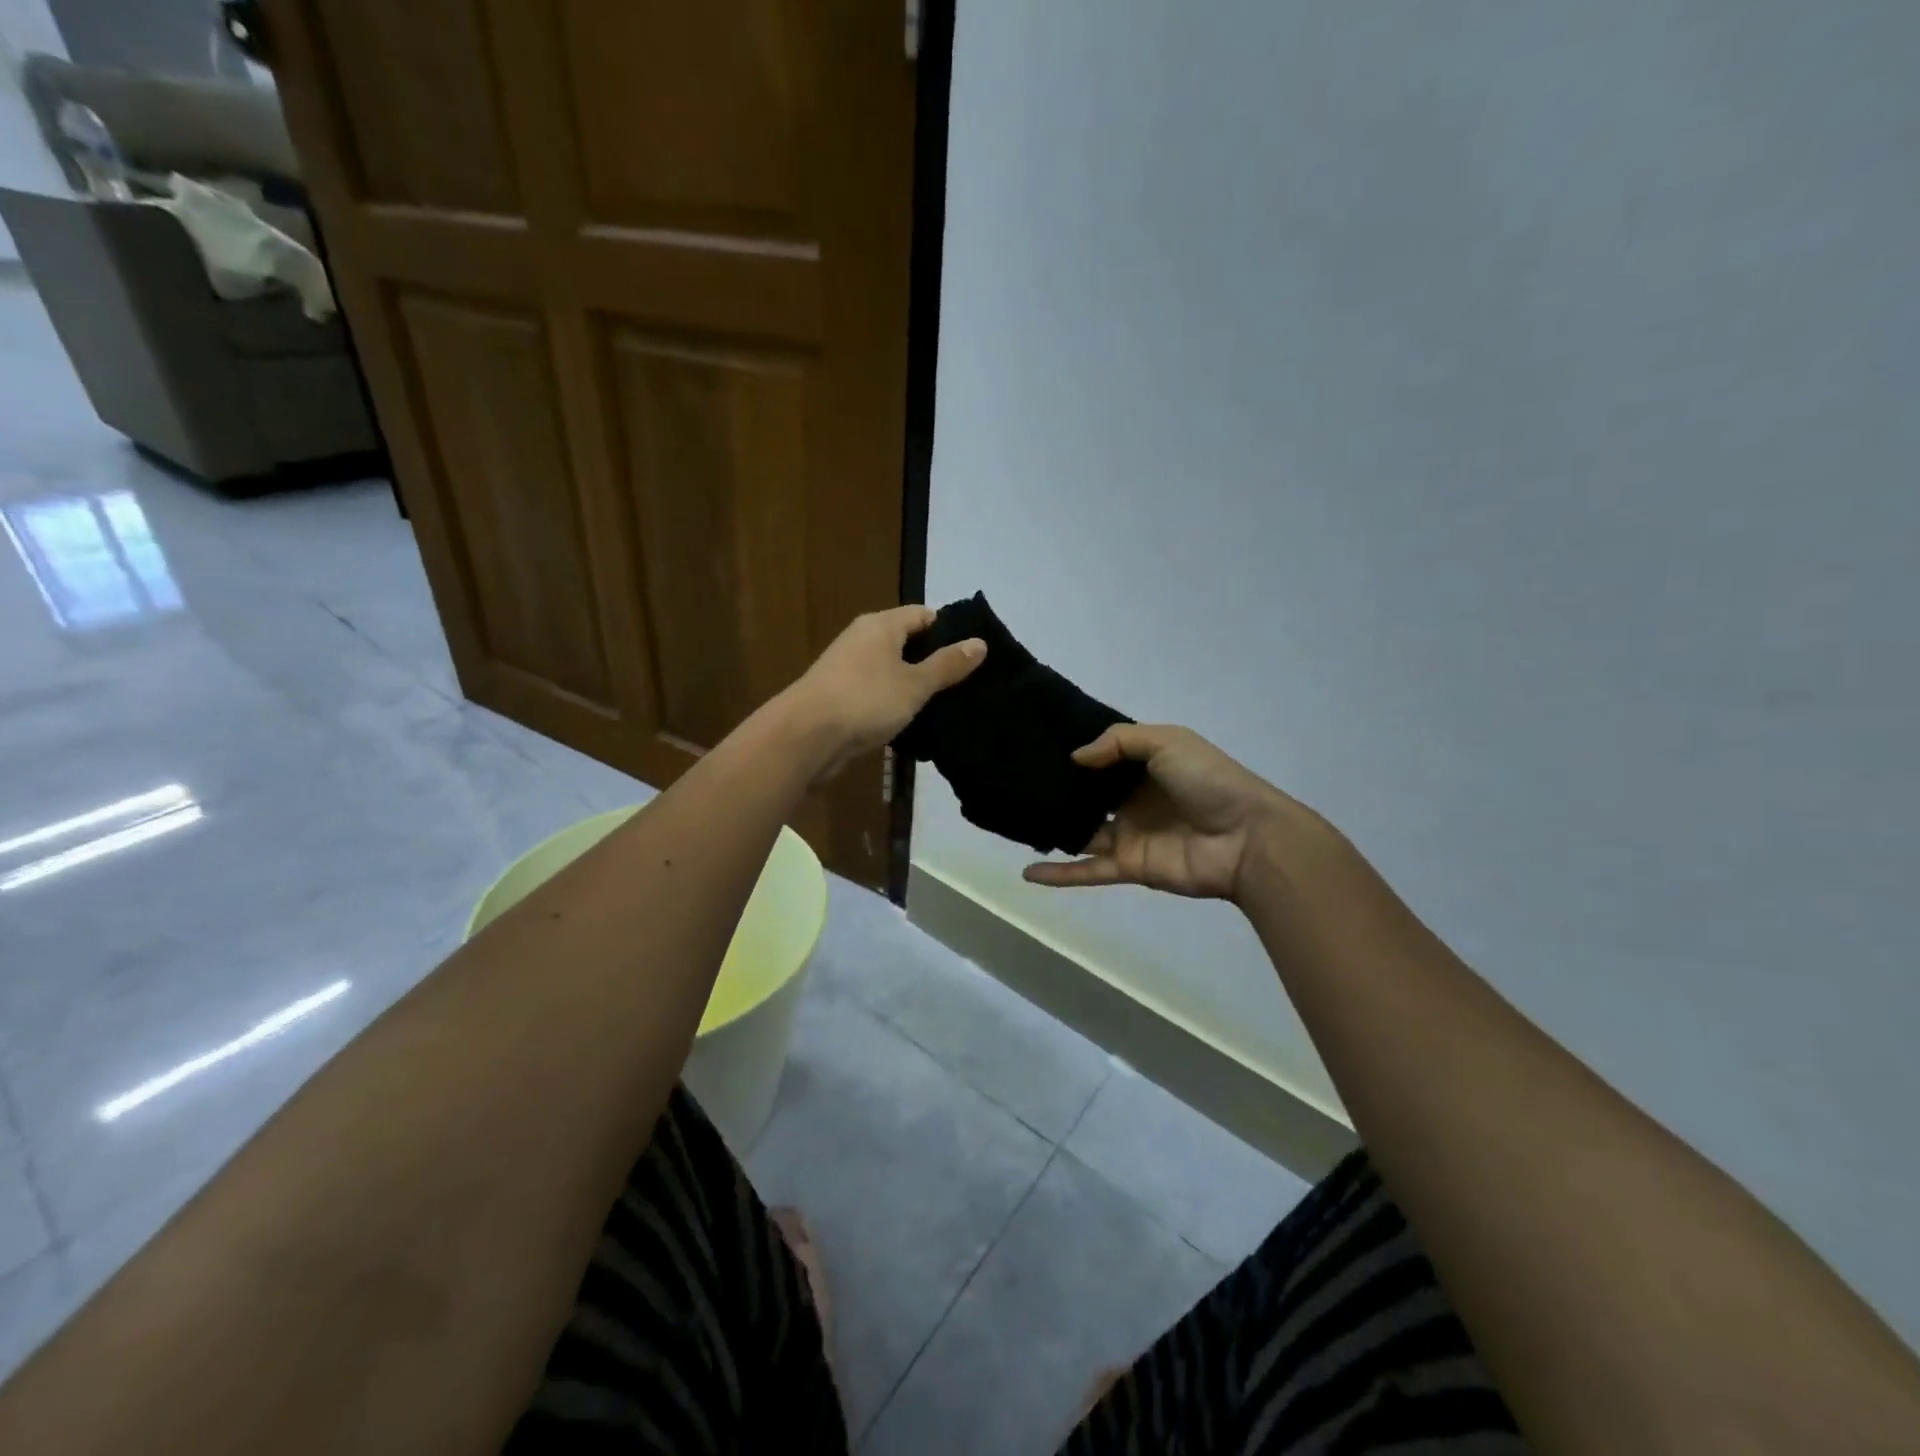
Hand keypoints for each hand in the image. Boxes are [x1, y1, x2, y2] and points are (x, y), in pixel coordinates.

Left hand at [780, 605, 984, 780]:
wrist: (805, 736)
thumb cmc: (866, 700)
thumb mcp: (915, 684)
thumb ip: (947, 665)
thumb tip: (980, 642)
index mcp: (881, 625)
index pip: (924, 615)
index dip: (950, 631)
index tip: (974, 655)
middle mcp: (862, 639)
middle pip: (907, 642)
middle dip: (934, 661)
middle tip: (966, 683)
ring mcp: (848, 668)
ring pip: (891, 670)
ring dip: (914, 685)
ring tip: (946, 705)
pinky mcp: (839, 696)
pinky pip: (876, 692)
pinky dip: (894, 702)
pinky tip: (912, 722)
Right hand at [1021, 725, 1298, 900]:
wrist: (1246, 838)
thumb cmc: (1208, 781)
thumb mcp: (1167, 741)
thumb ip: (1118, 742)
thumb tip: (1075, 758)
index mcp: (1145, 768)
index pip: (1102, 760)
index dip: (1074, 753)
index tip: (1035, 745)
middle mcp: (1133, 800)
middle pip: (1087, 796)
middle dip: (1056, 790)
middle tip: (1014, 781)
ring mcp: (1129, 835)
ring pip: (1081, 832)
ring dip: (1051, 829)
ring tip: (1012, 821)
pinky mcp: (1129, 867)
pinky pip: (1088, 870)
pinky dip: (1059, 874)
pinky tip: (1027, 874)